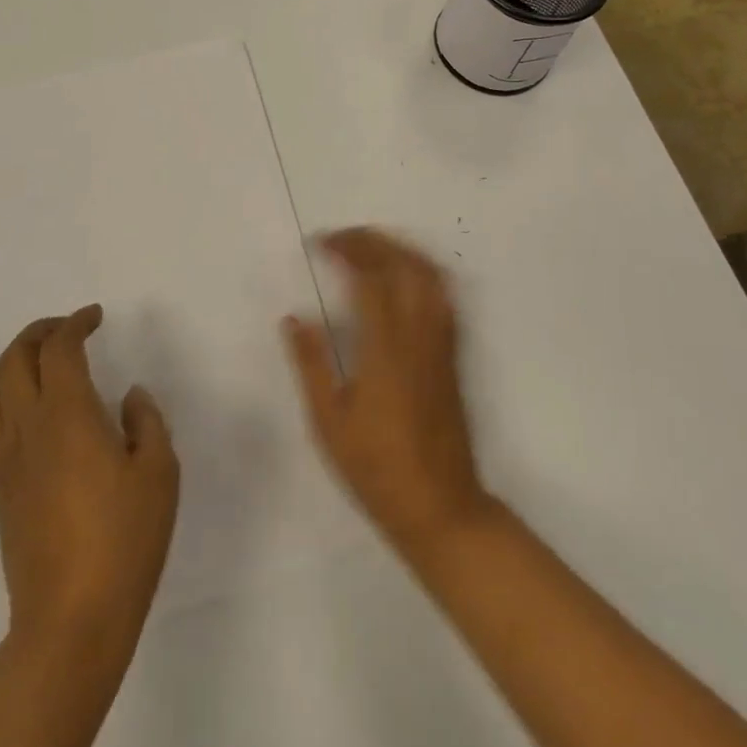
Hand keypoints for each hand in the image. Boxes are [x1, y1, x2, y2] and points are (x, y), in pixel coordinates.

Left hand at [0, 305, 179, 647]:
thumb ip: (147, 422)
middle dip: (40, 332)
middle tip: (69, 328)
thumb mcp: (160, 472)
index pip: (58, 349)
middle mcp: (27, 427)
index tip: (96, 316)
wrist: (70, 620)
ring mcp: (5, 459)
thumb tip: (130, 396)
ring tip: (39, 359)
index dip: (75, 323)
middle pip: (14, 359)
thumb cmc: (124, 539)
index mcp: (67, 415)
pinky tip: (31, 412)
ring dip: (11, 361)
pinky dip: (2, 397)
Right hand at [282, 228, 491, 556]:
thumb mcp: (329, 422)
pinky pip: (444, 294)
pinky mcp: (453, 352)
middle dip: (371, 241)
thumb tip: (293, 318)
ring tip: (370, 247)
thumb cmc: (377, 468)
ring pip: (430, 273)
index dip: (345, 250)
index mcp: (385, 348)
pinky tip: (404, 275)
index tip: (319, 243)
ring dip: (399, 249)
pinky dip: (423, 270)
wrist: (441, 507)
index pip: (369, 277)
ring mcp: (442, 341)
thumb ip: (311, 364)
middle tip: (341, 239)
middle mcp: (418, 334)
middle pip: (403, 264)